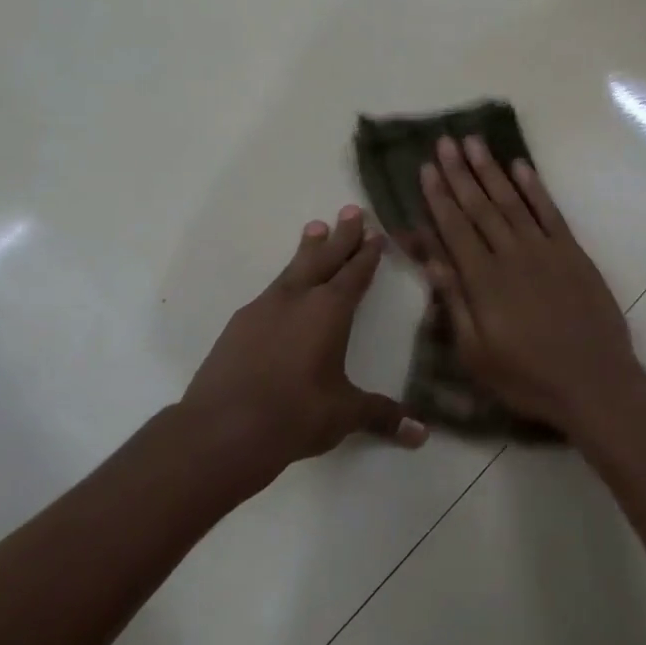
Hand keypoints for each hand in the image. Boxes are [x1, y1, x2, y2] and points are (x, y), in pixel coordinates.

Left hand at [178, 206, 426, 490]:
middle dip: (341, 236)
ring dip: (308, 249)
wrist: (222, 430)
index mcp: (329, 311)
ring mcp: (263, 309)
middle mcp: (297, 300)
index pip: (354, 275)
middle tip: (350, 210)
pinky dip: (284, 282)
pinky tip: (282, 290)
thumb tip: (422, 434)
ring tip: (314, 228)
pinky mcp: (238, 326)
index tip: (375, 234)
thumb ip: (383, 416)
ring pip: (293, 270)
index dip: (367, 255)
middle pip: (324, 259)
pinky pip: (270, 292)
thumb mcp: (344, 414)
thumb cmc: (295, 415)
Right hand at [418, 136, 645, 437]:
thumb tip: (431, 260)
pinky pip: (550, 212)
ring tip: (474, 142)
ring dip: (491, 170)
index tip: (426, 168)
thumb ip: (454, 303)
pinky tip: (521, 167)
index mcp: (483, 281)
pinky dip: (534, 188)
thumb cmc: (528, 378)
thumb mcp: (477, 355)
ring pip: (512, 201)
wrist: (595, 382)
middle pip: (480, 206)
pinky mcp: (573, 253)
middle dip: (460, 173)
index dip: (438, 197)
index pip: (454, 228)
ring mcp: (545, 250)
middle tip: (445, 141)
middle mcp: (511, 255)